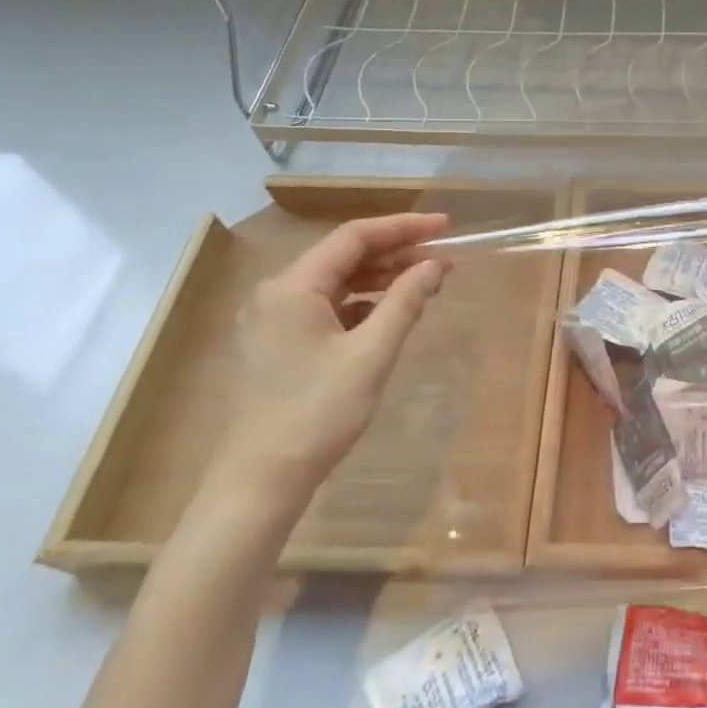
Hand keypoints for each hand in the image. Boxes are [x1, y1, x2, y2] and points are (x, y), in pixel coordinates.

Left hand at [203, 213, 451, 518]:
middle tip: (444, 257)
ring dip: (382, 277)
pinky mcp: (279, 343)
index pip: (355, 236)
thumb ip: (406, 301)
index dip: (404, 227)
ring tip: (426, 282)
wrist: (260, 481)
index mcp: (293, 287)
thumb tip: (436, 265)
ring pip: (337, 281)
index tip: (446, 227)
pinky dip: (363, 303)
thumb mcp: (371, 354)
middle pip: (345, 255)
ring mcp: (274, 319)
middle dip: (397, 252)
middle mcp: (278, 293)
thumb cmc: (317, 412)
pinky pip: (327, 306)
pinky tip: (390, 314)